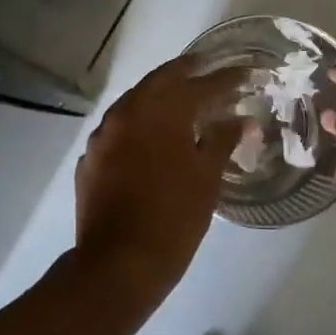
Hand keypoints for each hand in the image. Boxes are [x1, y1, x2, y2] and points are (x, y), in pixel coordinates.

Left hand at [74, 56, 245, 287]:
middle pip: (160, 81)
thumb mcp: (207, 177)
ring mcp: (103, 134)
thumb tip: (240, 120)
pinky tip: (149, 139)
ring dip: (158, 98)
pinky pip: (118, 129)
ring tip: (180, 103)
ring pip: (134, 102)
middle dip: (186, 74)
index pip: (200, 85)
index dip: (225, 79)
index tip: (244, 73)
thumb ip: (222, 140)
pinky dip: (138, 125)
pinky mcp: (90, 158)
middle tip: (207, 71)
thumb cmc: (173, 217)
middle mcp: (127, 112)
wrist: (118, 263)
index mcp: (160, 111)